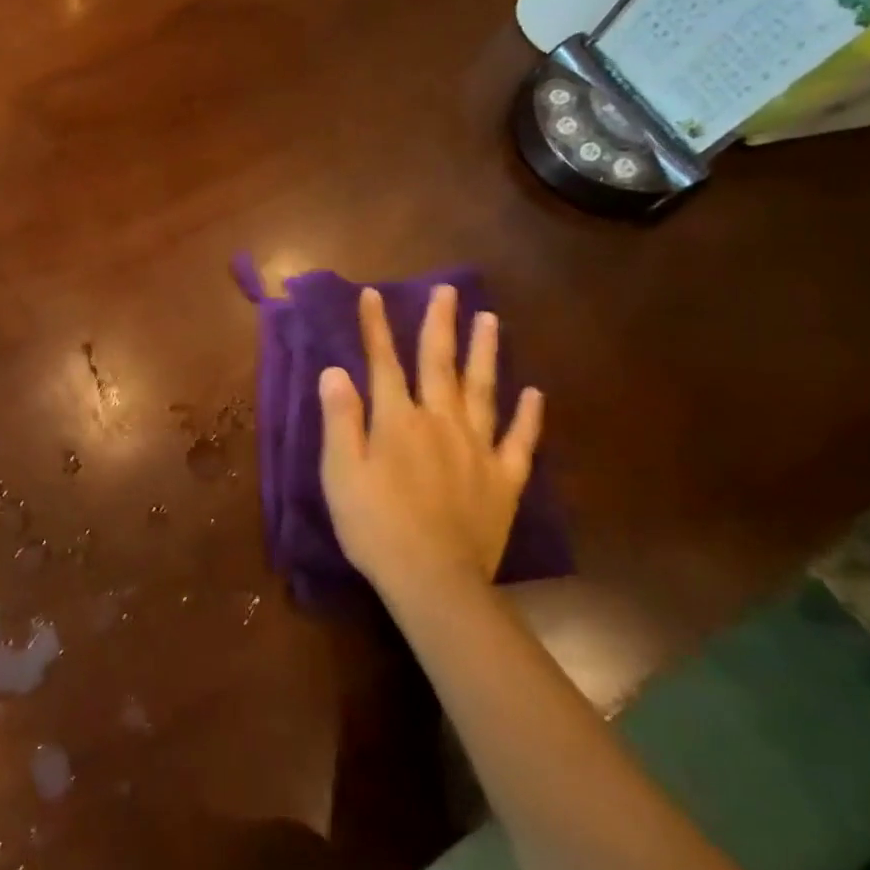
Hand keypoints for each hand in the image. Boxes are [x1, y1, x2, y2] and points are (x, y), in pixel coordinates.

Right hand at [318, 285, 542, 601]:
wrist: (433, 578)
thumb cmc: (374, 525)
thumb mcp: (340, 472)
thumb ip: (340, 419)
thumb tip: (335, 371)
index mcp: (397, 421)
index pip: (383, 363)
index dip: (376, 328)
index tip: (372, 295)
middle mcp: (440, 423)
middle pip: (439, 365)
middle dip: (440, 325)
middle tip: (448, 291)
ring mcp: (478, 449)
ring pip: (483, 390)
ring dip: (485, 353)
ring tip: (490, 320)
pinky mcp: (505, 479)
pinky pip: (519, 440)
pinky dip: (528, 416)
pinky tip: (534, 393)